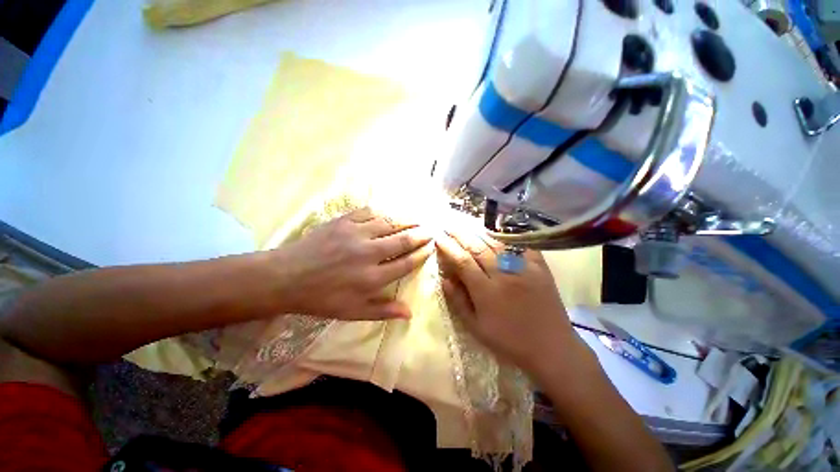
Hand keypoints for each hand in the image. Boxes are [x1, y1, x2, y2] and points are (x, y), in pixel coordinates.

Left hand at [272, 207, 433, 320]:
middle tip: (430, 230)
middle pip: (402, 240)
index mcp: (372, 278)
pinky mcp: (343, 221)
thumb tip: (410, 313)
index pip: (406, 263)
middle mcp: (368, 253)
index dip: (421, 254)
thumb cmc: (322, 298)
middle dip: (419, 235)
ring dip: (406, 220)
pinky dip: (382, 212)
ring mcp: (355, 234)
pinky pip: (369, 212)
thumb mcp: (353, 313)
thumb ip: (383, 311)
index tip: (430, 247)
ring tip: (417, 219)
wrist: (287, 277)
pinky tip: (389, 213)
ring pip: (389, 223)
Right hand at [436, 229, 589, 379]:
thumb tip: (444, 279)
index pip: (463, 261)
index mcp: (487, 292)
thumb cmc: (509, 342)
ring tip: (466, 225)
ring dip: (479, 233)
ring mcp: (524, 269)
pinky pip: (521, 246)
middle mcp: (504, 275)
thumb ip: (458, 302)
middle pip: (478, 247)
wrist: (551, 348)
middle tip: (449, 226)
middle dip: (460, 234)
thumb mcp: (476, 328)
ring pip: (497, 244)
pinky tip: (497, 231)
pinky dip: (507, 237)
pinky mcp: (540, 268)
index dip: (449, 247)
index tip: (438, 238)